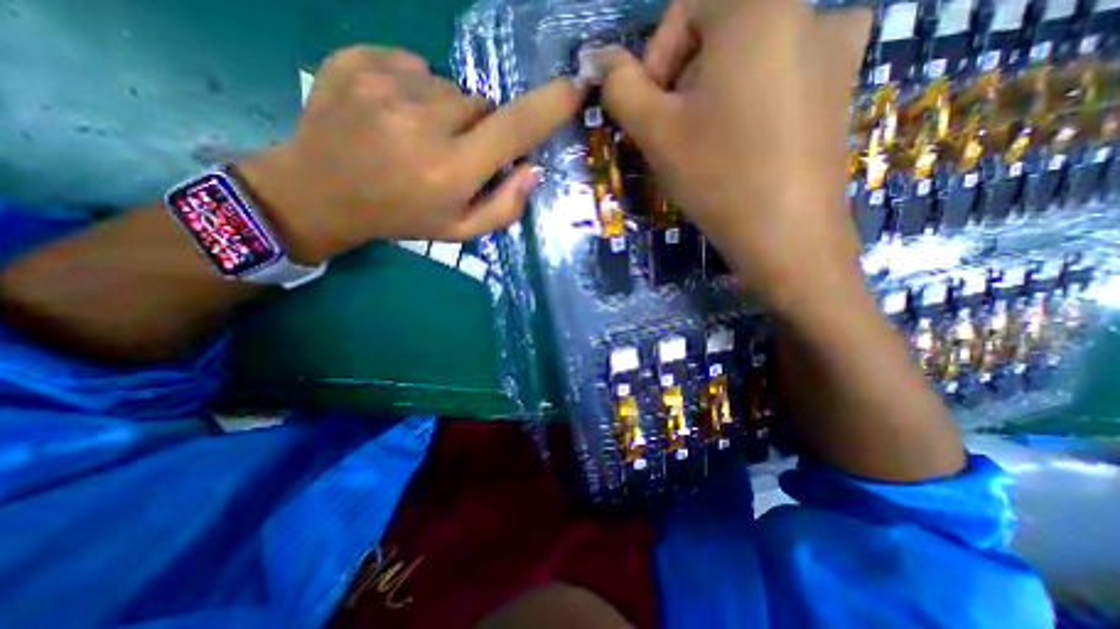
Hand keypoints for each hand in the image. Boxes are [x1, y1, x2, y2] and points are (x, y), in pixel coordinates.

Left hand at [239, 44, 587, 261]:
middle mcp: (423, 123)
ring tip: (420, 138)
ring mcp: (386, 86)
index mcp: (451, 170)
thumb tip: (533, 170)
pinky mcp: (359, 60)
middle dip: (481, 128)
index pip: (513, 129)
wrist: (320, 193)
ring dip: (448, 112)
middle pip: (483, 106)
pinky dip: (417, 89)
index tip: (574, 90)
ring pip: (451, 88)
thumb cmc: (402, 217)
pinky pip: (416, 67)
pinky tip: (395, 115)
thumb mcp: (460, 230)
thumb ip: (504, 207)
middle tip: (454, 154)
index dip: (548, 107)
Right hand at [599, 0, 869, 312]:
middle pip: (720, 29)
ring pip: (749, 54)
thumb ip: (621, 87)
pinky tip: (746, 139)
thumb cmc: (716, 175)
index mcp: (758, 5)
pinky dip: (752, 98)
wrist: (786, 233)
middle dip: (685, 80)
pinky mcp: (843, 84)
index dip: (657, 57)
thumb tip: (602, 60)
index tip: (652, 110)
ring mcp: (836, 46)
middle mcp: (809, 7)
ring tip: (709, 141)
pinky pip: (782, 73)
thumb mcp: (655, 131)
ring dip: (716, 91)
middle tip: (677, 133)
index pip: (687, 5)